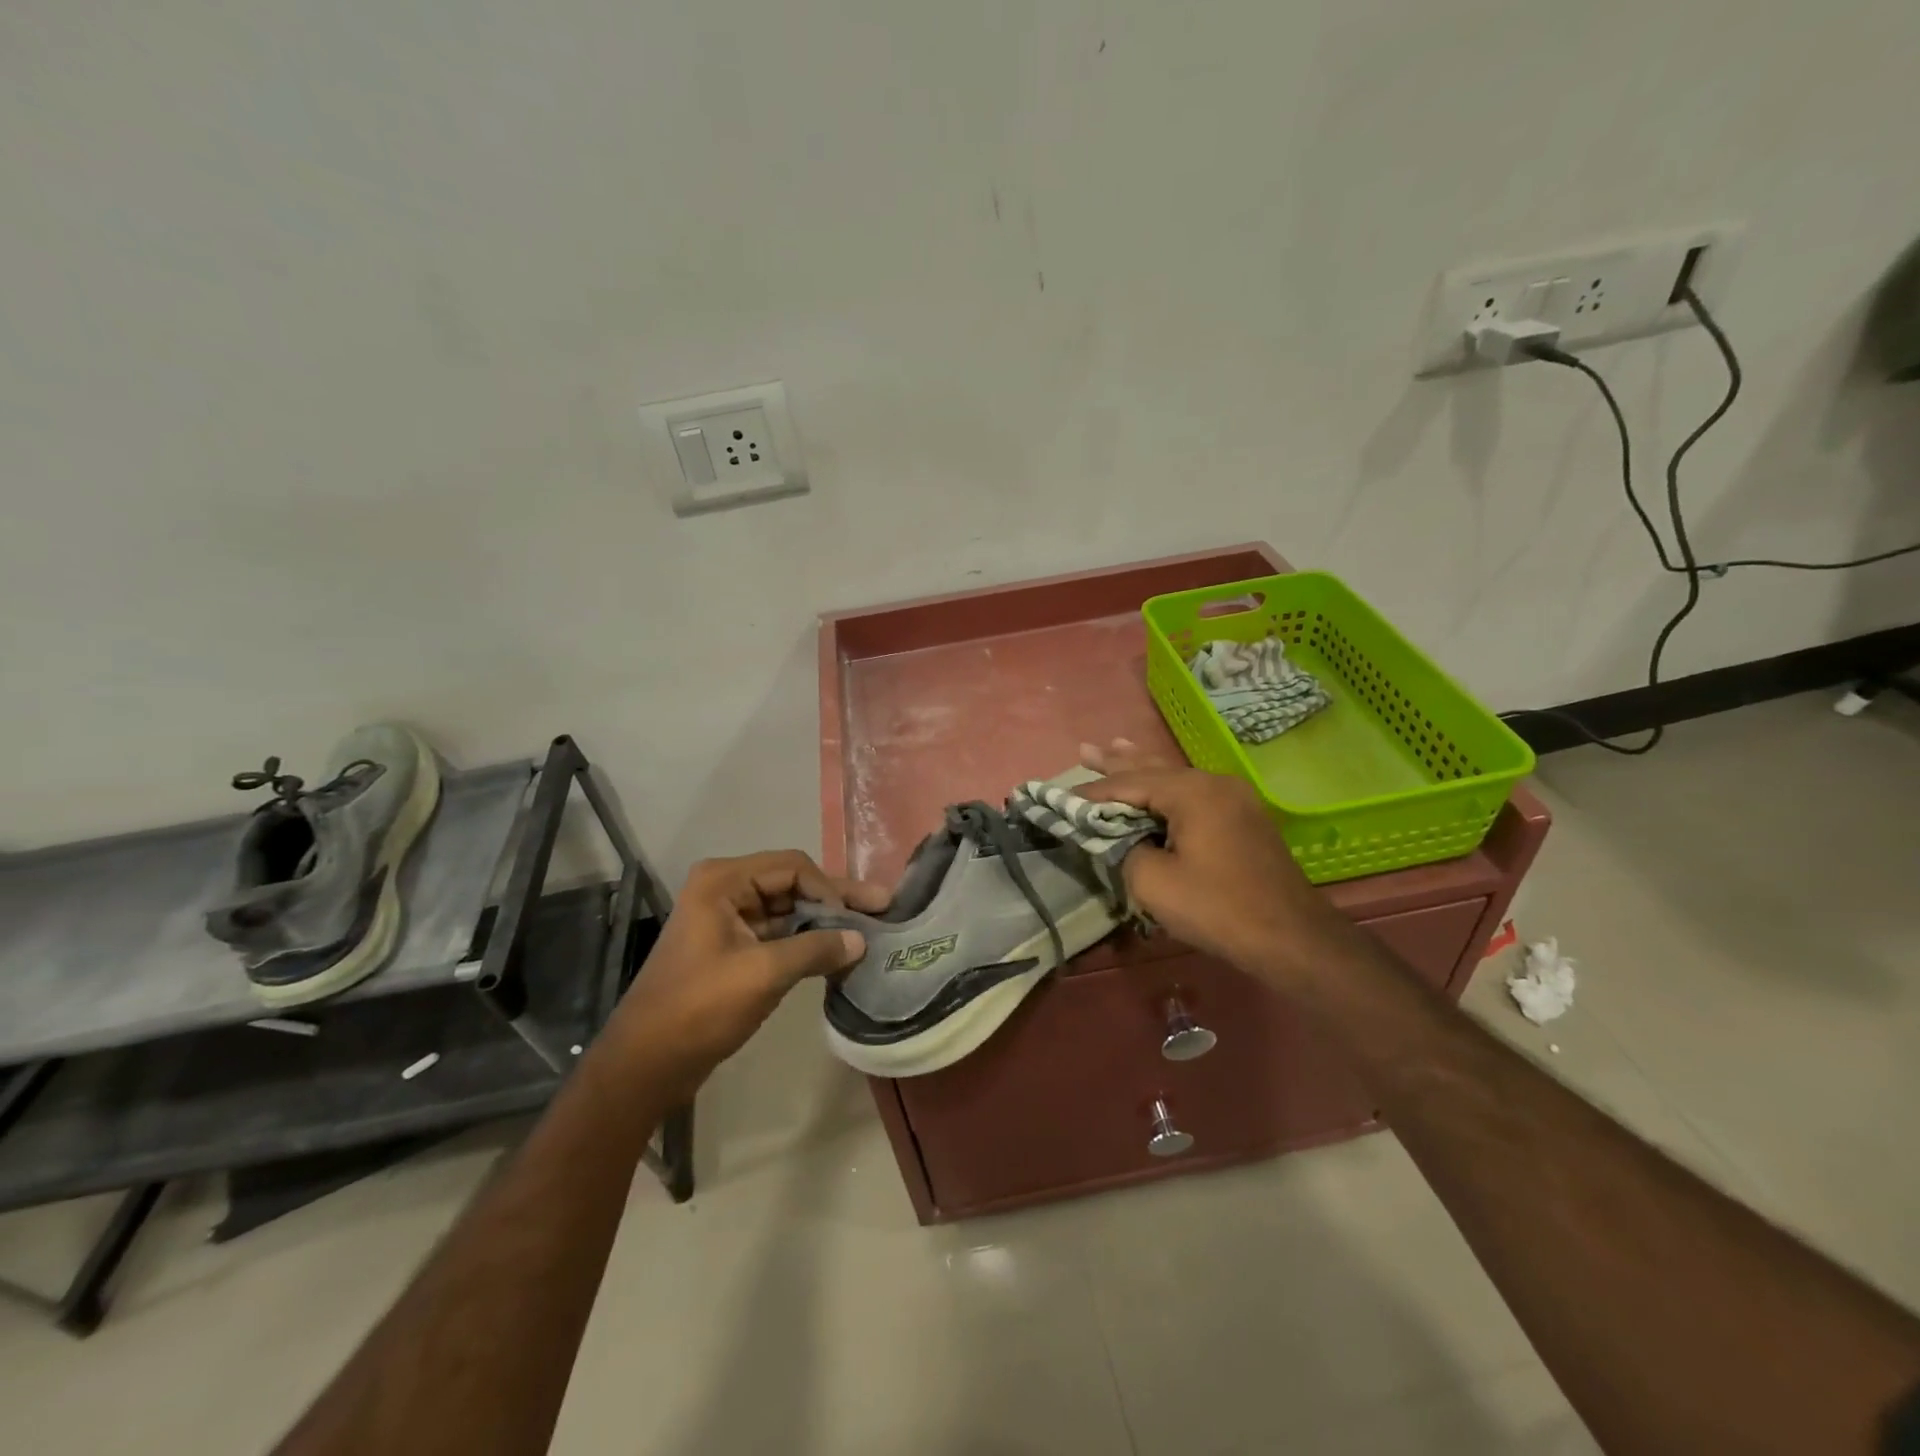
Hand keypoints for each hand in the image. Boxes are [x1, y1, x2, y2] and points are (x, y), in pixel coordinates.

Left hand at [608, 851, 887, 1090]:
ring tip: (867, 932)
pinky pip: (778, 934)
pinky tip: (837, 953)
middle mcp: (725, 890)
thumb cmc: (700, 1008)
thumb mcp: (763, 974)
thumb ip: (815, 949)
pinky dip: (806, 942)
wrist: (646, 1064)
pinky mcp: (732, 948)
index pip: (793, 867)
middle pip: (792, 885)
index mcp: (724, 881)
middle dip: (834, 900)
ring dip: (823, 922)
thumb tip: (861, 940)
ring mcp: (728, 919)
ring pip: (788, 910)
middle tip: (881, 908)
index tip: (856, 920)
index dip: (829, 889)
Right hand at [1078, 741, 1344, 982]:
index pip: (1129, 783)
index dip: (1092, 792)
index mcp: (1191, 792)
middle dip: (1116, 762)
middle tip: (1085, 750)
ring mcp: (1233, 798)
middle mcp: (1213, 783)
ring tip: (1115, 747)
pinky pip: (1194, 793)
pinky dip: (1166, 788)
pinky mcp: (1243, 818)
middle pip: (1153, 768)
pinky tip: (1158, 784)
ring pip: (1175, 777)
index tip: (1058, 796)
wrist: (1292, 937)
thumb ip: (1124, 850)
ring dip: (1142, 769)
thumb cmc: (1218, 908)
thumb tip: (1121, 839)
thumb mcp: (1153, 883)